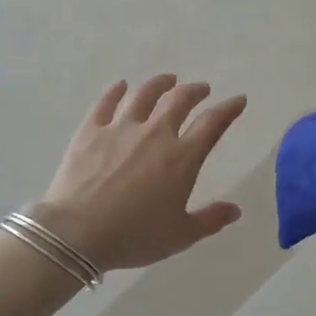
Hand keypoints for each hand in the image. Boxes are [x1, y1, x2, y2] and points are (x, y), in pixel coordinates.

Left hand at [32, 74, 247, 272]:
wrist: (77, 233)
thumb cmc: (134, 236)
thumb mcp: (180, 235)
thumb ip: (210, 220)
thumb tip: (235, 210)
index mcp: (181, 158)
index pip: (212, 124)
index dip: (228, 109)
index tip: (238, 100)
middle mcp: (155, 134)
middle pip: (180, 100)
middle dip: (195, 91)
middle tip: (201, 89)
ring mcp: (120, 128)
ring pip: (145, 94)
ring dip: (160, 83)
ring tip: (168, 79)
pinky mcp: (90, 130)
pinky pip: (106, 102)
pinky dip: (116, 90)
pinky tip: (121, 85)